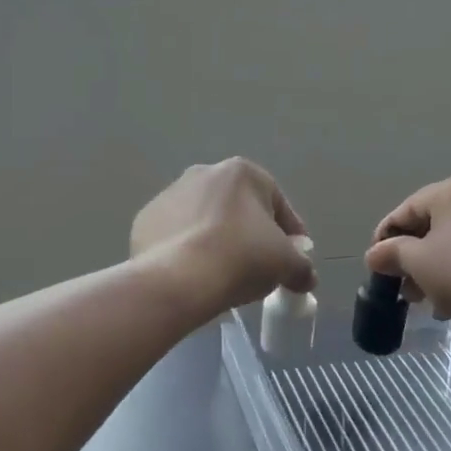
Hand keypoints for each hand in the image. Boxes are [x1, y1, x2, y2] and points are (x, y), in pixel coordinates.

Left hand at [132, 159, 317, 313]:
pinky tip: (193, 275)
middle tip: (258, 267)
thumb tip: (305, 276)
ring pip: (204, 220)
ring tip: (222, 274)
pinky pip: (175, 236)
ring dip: (216, 240)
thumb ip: (302, 266)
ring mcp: (169, 195)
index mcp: (241, 172)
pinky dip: (186, 251)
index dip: (291, 234)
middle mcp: (203, 173)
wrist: (178, 279)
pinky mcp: (144, 220)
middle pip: (237, 208)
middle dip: (250, 234)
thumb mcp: (287, 264)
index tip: (294, 259)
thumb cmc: (241, 258)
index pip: (277, 203)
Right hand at [364, 172, 450, 330]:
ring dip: (438, 268)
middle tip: (404, 288)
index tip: (376, 267)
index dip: (384, 240)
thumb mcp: (418, 264)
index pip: (405, 211)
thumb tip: (375, 254)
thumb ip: (390, 253)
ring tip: (430, 301)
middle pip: (433, 225)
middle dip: (414, 258)